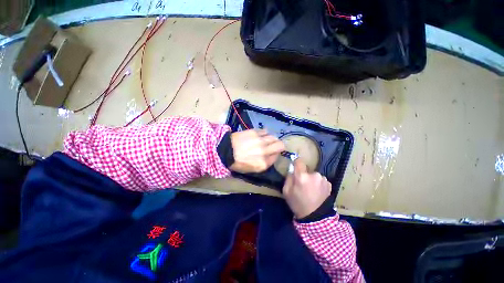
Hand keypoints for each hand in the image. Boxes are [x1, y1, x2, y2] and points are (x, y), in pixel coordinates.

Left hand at [230, 129, 284, 172]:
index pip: (277, 157)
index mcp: (263, 164)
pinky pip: (265, 131)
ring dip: (271, 139)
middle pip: (280, 145)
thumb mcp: (251, 169)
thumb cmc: (237, 162)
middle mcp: (264, 152)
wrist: (224, 151)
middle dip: (278, 145)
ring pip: (274, 137)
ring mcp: (260, 141)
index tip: (271, 153)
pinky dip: (264, 133)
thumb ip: (264, 164)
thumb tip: (272, 155)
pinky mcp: (255, 132)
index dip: (275, 154)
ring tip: (264, 140)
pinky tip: (259, 136)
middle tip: (273, 145)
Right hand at [283, 159, 330, 218]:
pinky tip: (317, 192)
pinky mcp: (329, 184)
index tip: (295, 167)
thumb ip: (288, 177)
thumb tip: (292, 169)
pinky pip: (320, 179)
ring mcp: (323, 179)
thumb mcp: (286, 191)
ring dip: (311, 179)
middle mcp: (314, 175)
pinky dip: (318, 183)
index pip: (299, 161)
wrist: (315, 218)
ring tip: (311, 190)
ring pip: (313, 175)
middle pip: (306, 169)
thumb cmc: (297, 204)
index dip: (296, 163)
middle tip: (302, 185)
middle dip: (304, 174)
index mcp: (302, 176)